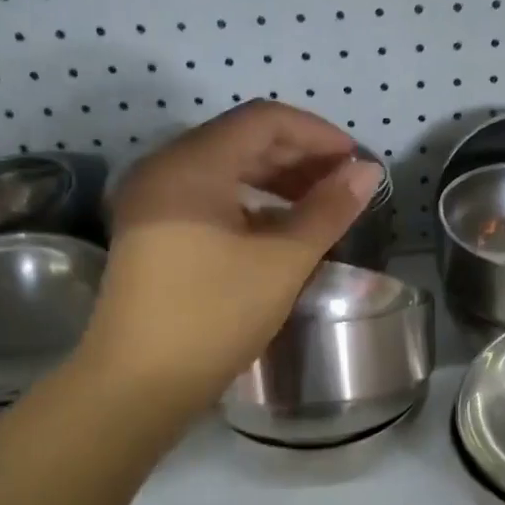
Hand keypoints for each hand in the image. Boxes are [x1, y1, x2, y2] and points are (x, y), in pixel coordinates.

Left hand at [79, 101, 379, 425]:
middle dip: (299, 157)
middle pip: (241, 140)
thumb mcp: (281, 262)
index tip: (356, 161)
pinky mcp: (151, 232)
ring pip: (224, 170)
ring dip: (276, 181)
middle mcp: (165, 169)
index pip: (263, 120)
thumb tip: (367, 171)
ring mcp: (152, 201)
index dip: (317, 133)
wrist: (137, 384)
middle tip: (344, 184)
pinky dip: (248, 204)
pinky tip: (278, 229)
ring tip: (319, 206)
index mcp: (191, 164)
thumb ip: (327, 210)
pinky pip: (207, 198)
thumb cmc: (213, 317)